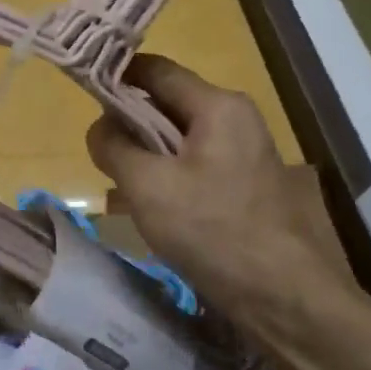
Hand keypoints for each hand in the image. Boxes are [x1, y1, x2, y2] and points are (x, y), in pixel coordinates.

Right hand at [86, 54, 370, 355]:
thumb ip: (115, 147)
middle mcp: (235, 119)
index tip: (83, 93)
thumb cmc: (214, 232)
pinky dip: (167, 174)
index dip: (117, 76)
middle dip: (129, 121)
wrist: (286, 299)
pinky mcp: (245, 185)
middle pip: (168, 102)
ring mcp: (244, 152)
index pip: (156, 70)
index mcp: (218, 106)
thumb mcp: (149, 187)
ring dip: (146, 152)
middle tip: (97, 147)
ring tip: (115, 180)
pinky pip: (195, 165)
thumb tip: (100, 127)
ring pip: (180, 137)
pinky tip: (146, 204)